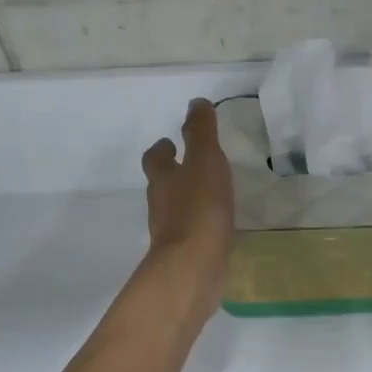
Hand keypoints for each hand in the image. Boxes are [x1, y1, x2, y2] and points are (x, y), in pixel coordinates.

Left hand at [142, 99, 235, 320]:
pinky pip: (190, 234)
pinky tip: (215, 228)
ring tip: (208, 195)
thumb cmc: (199, 209)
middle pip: (162, 184)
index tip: (171, 142)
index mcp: (163, 178)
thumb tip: (196, 103)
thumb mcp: (205, 161)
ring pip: (175, 209)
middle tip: (190, 167)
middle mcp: (161, 204)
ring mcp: (170, 233)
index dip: (162, 149)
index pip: (156, 157)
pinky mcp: (184, 256)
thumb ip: (201, 132)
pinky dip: (199, 226)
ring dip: (186, 200)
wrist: (193, 268)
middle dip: (173, 174)